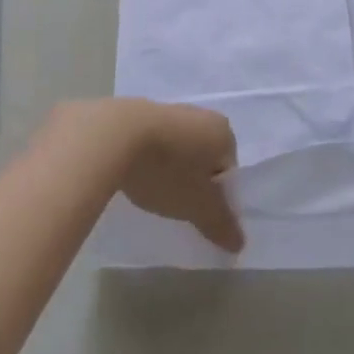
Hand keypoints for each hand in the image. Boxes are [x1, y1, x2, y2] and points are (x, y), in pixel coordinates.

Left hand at [52, 98, 244, 252]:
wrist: (113, 136)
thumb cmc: (167, 170)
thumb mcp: (197, 206)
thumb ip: (220, 224)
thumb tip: (239, 243)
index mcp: (223, 132)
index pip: (229, 170)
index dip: (216, 197)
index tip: (196, 214)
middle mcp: (201, 115)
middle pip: (204, 158)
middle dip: (193, 182)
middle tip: (176, 205)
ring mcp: (169, 110)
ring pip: (178, 149)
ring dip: (170, 170)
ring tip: (152, 192)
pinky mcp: (139, 113)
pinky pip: (153, 142)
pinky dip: (149, 159)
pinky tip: (134, 175)